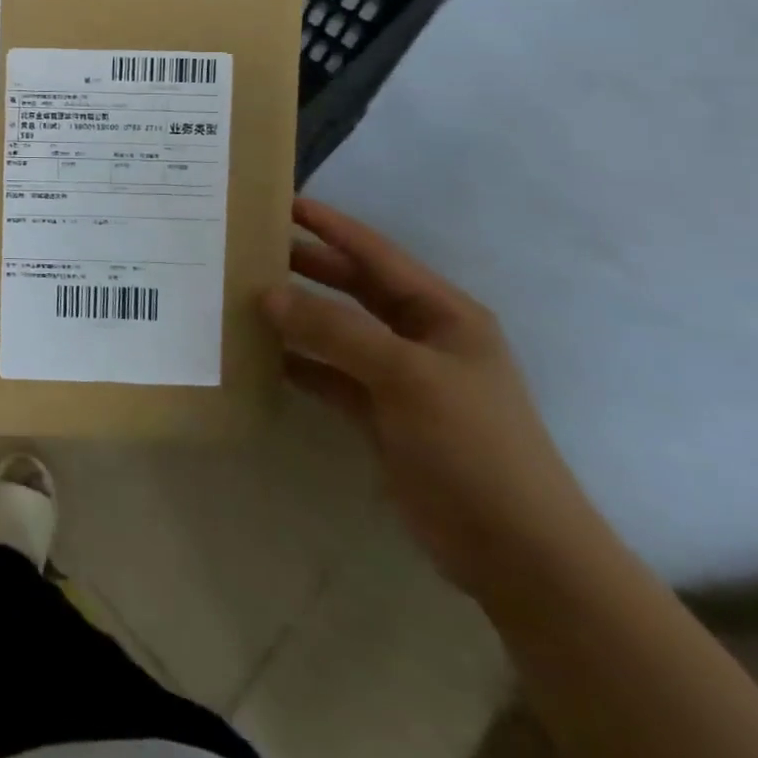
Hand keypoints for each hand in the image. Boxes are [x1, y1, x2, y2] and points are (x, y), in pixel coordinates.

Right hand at [261, 198, 597, 599]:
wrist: (518, 556)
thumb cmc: (473, 446)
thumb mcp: (406, 376)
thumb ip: (334, 329)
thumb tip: (267, 294)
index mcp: (441, 313)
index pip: (375, 254)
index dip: (330, 226)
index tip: (280, 201)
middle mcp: (419, 337)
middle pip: (351, 287)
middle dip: (304, 266)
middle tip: (248, 246)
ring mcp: (398, 377)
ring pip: (334, 331)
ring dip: (293, 315)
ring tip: (240, 293)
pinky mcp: (379, 415)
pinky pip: (328, 374)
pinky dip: (296, 363)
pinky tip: (257, 354)